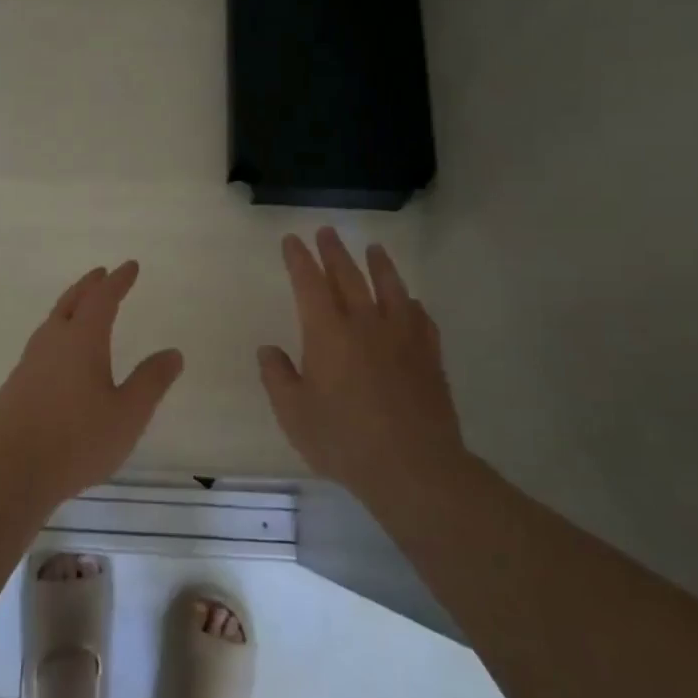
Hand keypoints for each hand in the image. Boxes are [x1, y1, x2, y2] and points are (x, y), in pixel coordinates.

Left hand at [0, 261, 183, 507]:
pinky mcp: (16, 385)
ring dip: (70, 307)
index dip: (118, 281)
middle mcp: (52, 342)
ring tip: (81, 309)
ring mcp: (29, 362)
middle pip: (71, 302)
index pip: (102, 299)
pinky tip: (59, 356)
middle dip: (89, 286)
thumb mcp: (128, 414)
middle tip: (102, 274)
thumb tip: (173, 353)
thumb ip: (151, 381)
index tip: (130, 266)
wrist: (11, 472)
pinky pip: (41, 345)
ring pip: (51, 322)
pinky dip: (56, 334)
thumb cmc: (78, 441)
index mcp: (81, 340)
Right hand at [258, 229, 472, 497]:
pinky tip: (411, 302)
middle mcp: (364, 323)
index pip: (309, 283)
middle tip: (326, 231)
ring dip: (379, 265)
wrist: (412, 466)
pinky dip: (412, 304)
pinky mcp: (428, 356)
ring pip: (390, 288)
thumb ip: (278, 377)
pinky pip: (421, 318)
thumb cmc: (343, 440)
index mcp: (327, 333)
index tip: (292, 240)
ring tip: (373, 248)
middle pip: (348, 276)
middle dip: (334, 252)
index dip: (298, 259)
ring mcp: (402, 337)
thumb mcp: (294, 414)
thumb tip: (269, 350)